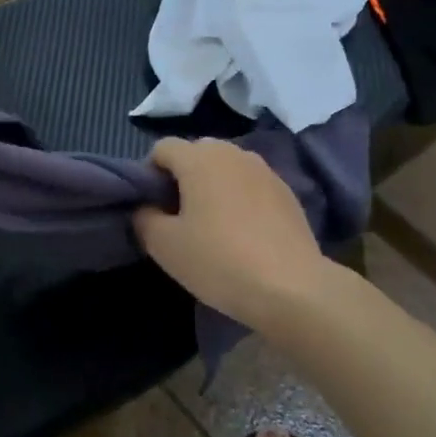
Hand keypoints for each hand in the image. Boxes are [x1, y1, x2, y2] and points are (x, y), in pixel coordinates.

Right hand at [132, 138, 331, 331]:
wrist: (291, 288)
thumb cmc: (218, 260)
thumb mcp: (164, 245)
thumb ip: (144, 217)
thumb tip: (147, 207)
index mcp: (200, 158)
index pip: (162, 148)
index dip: (149, 173)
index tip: (151, 206)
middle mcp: (233, 153)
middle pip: (196, 153)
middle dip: (182, 177)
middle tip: (178, 216)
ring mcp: (265, 171)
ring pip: (226, 168)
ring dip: (212, 186)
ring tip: (211, 224)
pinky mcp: (287, 192)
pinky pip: (250, 185)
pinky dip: (238, 198)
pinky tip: (242, 233)